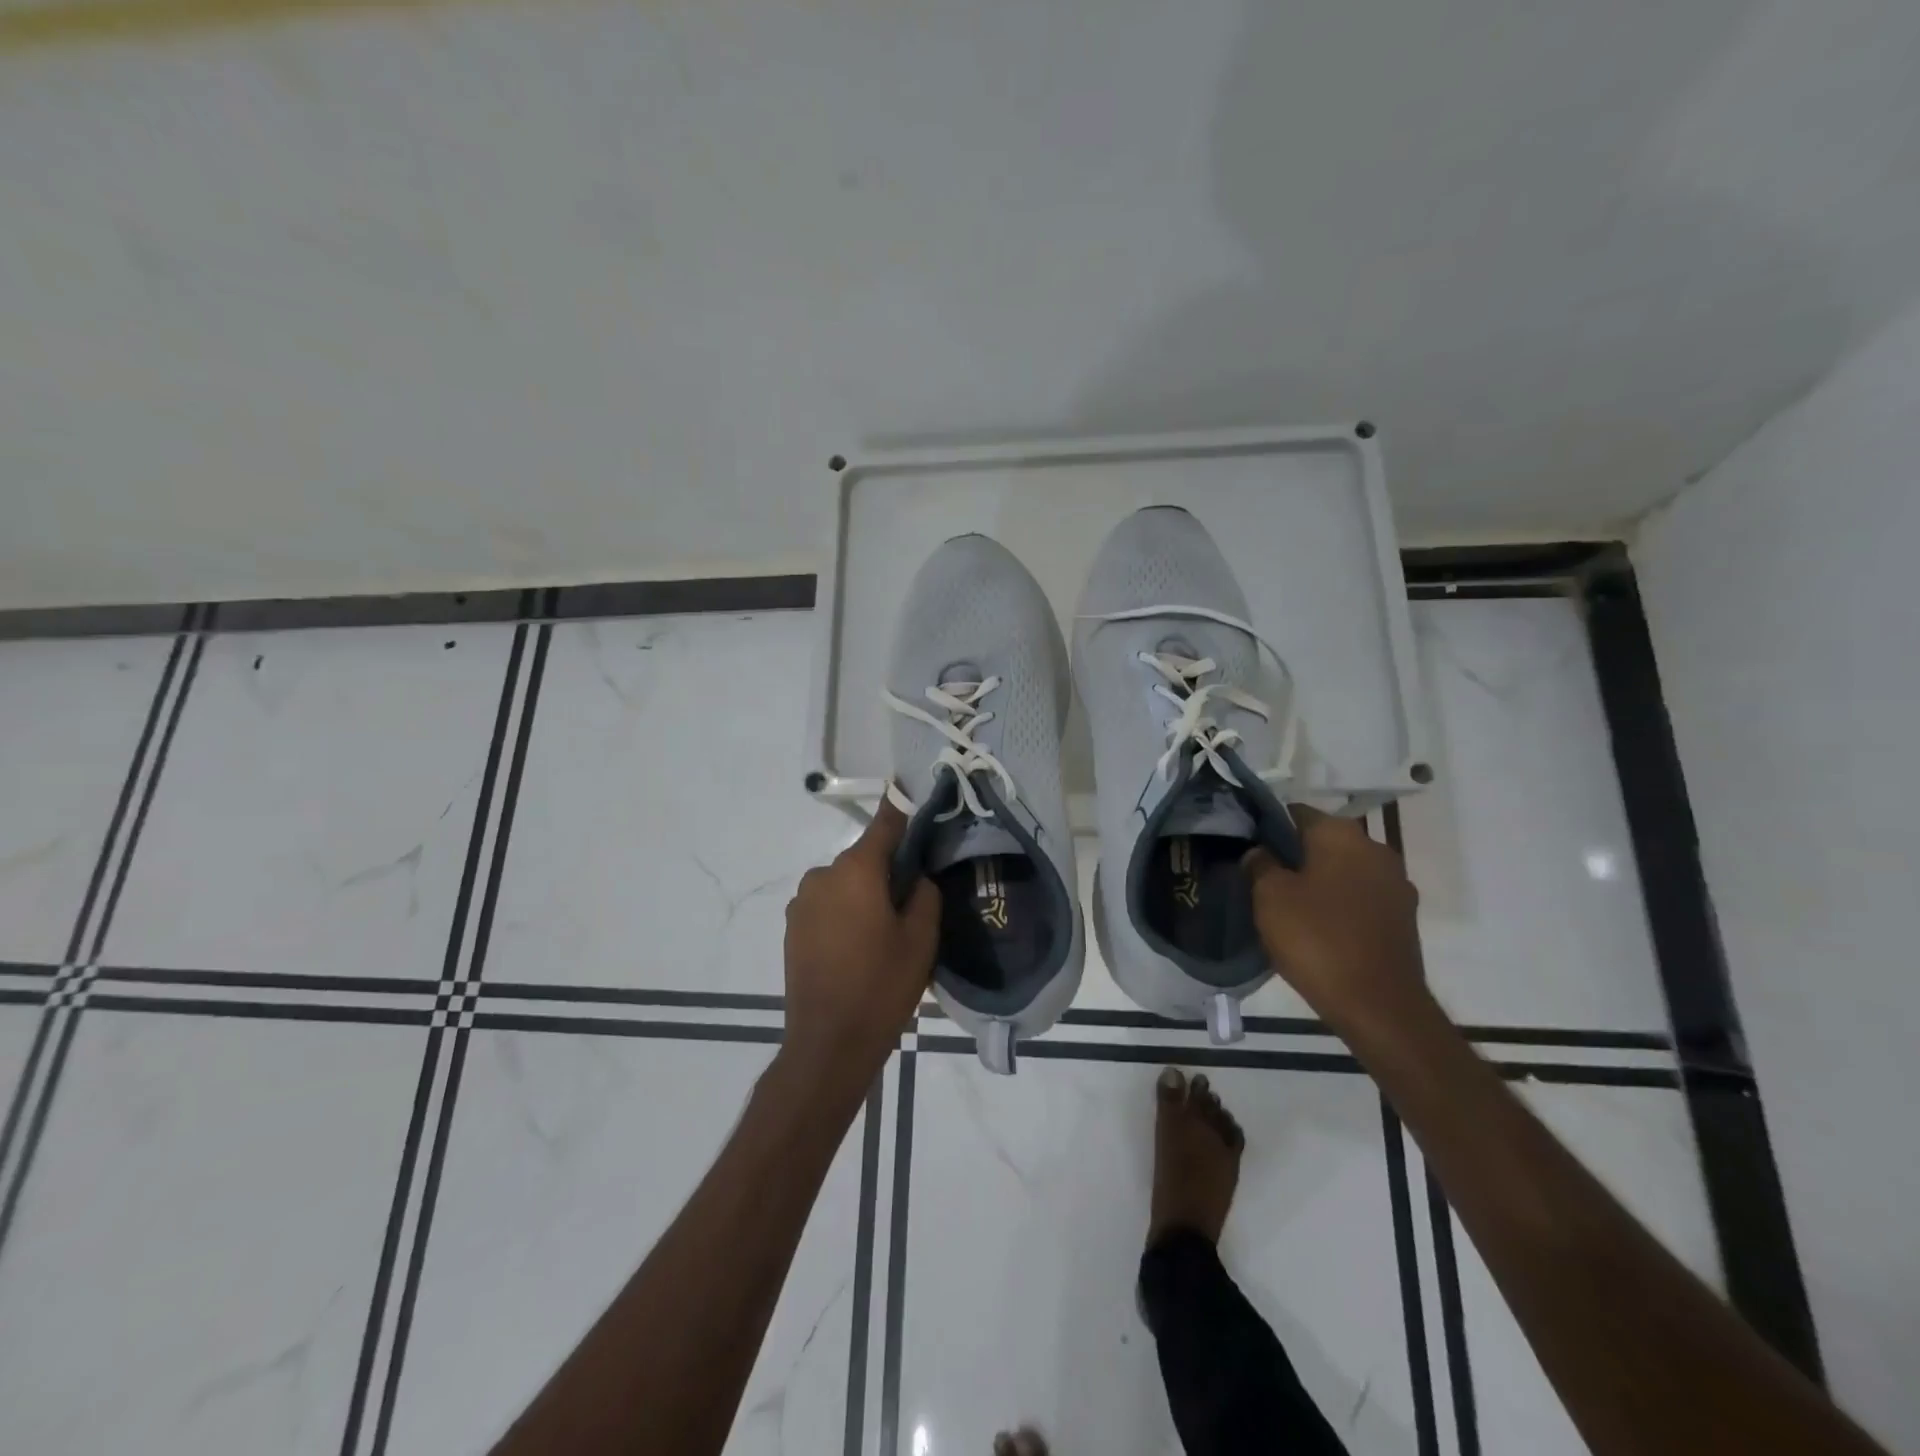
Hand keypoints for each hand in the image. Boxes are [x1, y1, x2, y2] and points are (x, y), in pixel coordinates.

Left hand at [782, 799, 939, 1086]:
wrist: (828, 1043)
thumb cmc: (881, 986)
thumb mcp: (921, 938)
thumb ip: (924, 893)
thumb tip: (915, 875)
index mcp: (855, 870)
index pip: (886, 823)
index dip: (905, 811)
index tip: (920, 802)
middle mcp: (822, 875)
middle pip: (864, 857)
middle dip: (887, 869)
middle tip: (912, 899)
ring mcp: (801, 902)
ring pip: (845, 883)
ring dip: (864, 894)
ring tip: (883, 932)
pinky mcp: (792, 927)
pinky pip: (827, 905)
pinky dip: (845, 913)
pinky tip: (858, 946)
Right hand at [1242, 806, 1424, 1027]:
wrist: (1379, 1006)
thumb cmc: (1317, 939)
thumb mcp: (1270, 897)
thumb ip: (1260, 864)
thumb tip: (1261, 852)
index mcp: (1341, 834)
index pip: (1295, 813)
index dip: (1267, 828)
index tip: (1248, 850)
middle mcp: (1375, 849)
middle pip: (1322, 842)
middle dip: (1294, 856)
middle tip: (1262, 881)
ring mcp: (1396, 884)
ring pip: (1343, 871)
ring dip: (1318, 882)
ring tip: (1288, 908)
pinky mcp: (1403, 918)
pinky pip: (1360, 899)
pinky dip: (1339, 906)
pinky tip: (1318, 929)